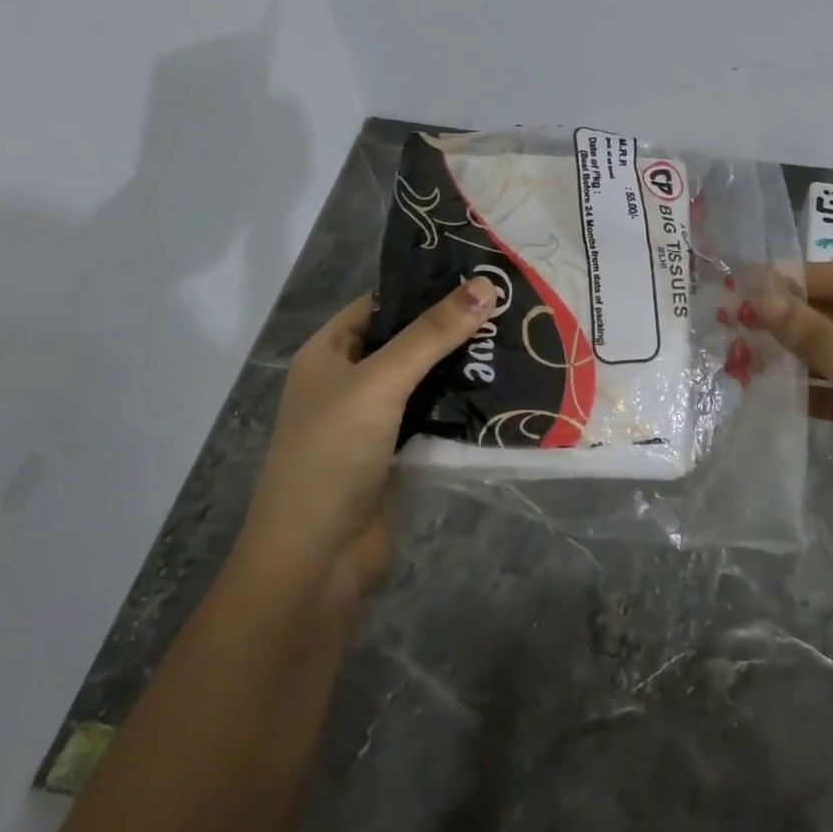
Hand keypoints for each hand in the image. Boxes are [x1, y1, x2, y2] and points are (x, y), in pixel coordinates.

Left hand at [239, 276, 498, 604]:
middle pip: (406, 341)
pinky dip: (461, 406)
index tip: (481, 274)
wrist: (315, 557)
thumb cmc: (334, 453)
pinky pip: (433, 417)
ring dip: (462, 368)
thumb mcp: (380, 382)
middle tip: (511, 308)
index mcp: (329, 352)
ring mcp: (372, 420)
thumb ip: (432, 334)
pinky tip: (502, 392)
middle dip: (453, 328)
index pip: (382, 303)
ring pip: (424, 381)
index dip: (426, 287)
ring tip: (517, 341)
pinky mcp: (395, 454)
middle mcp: (348, 380)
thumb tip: (487, 285)